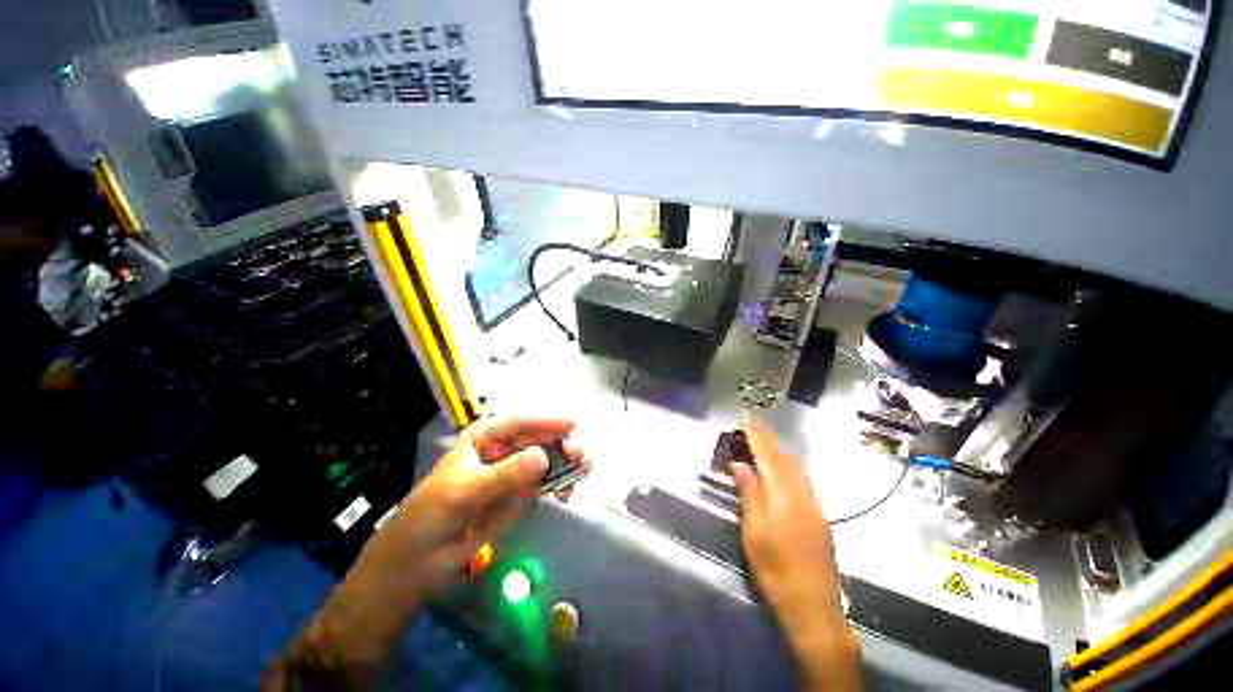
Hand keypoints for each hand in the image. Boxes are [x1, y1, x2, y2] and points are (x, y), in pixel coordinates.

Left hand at [287, 417, 582, 669]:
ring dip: (563, 463)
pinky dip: (558, 484)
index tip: (572, 423)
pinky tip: (567, 491)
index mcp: (483, 438)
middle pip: (537, 439)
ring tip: (580, 471)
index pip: (518, 423)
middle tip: (578, 454)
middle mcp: (501, 450)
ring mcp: (511, 472)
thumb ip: (505, 475)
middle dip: (559, 444)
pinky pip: (543, 483)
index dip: (546, 421)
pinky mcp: (518, 494)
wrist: (419, 561)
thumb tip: (544, 457)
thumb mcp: (466, 492)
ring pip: (544, 460)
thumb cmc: (433, 516)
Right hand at [732, 417, 859, 690]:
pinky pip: (802, 480)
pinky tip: (781, 469)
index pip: (769, 458)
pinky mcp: (819, 518)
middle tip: (753, 425)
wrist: (815, 608)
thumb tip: (740, 465)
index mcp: (785, 498)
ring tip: (764, 441)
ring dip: (779, 451)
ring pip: (797, 469)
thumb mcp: (754, 534)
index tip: (746, 418)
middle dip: (769, 439)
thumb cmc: (776, 572)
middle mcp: (803, 496)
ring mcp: (815, 507)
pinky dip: (788, 466)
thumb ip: (750, 495)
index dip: (757, 436)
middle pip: (785, 459)